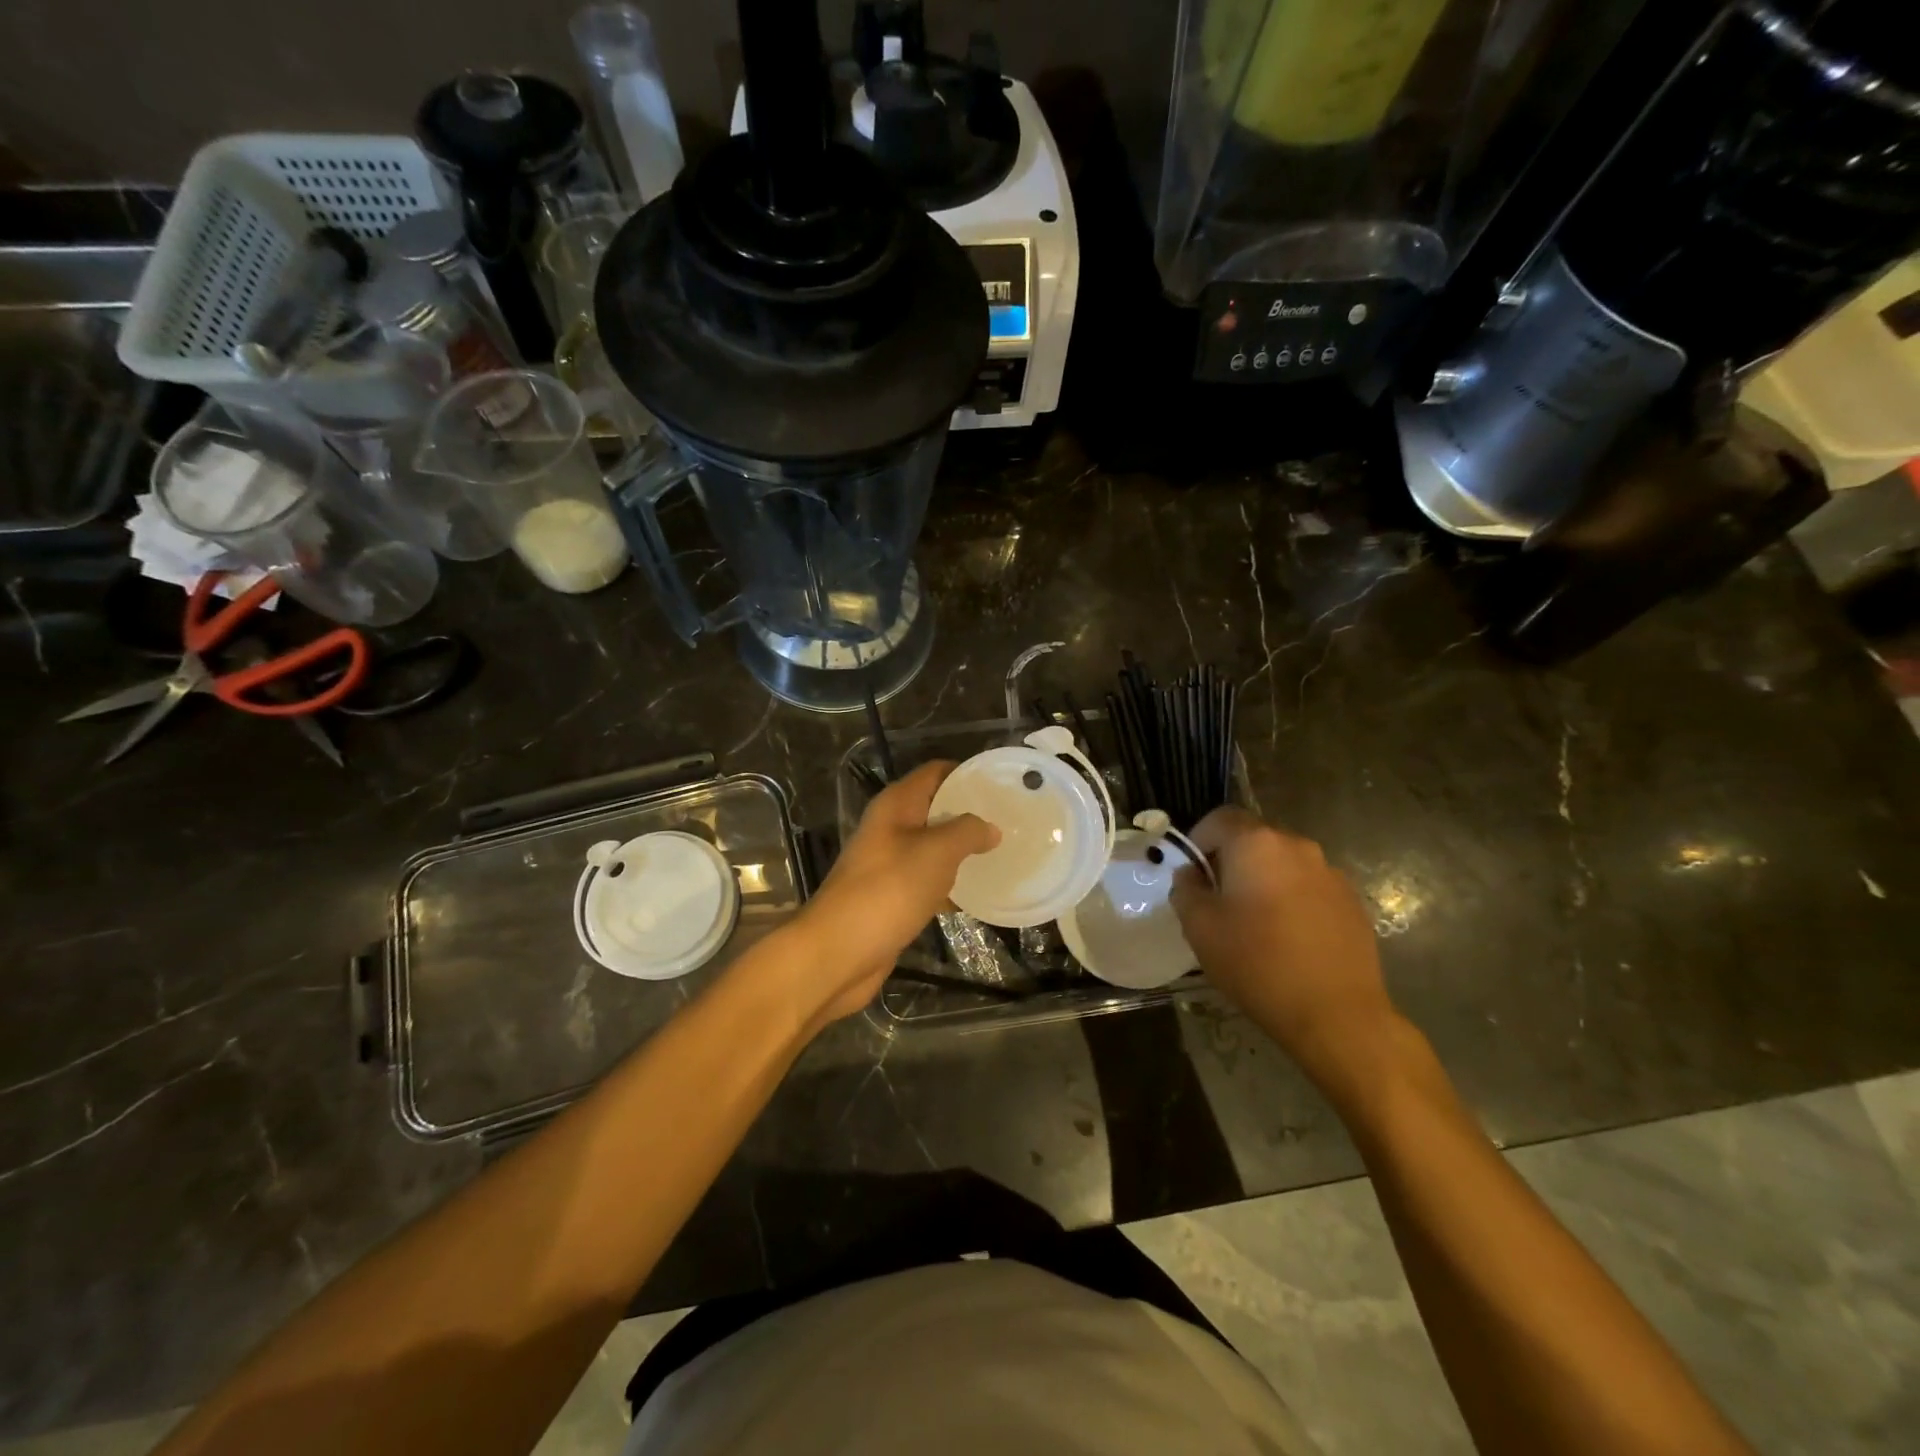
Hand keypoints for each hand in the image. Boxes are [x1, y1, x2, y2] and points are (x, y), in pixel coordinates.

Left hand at [784, 762, 998, 1029]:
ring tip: (1004, 852)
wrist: (838, 952)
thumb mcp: (936, 852)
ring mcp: (889, 863)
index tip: (1002, 784)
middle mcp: (890, 827)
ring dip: (963, 849)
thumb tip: (990, 827)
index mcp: (896, 805)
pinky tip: (980, 893)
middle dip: (970, 813)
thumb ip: (968, 832)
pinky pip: (928, 880)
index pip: (936, 772)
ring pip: (934, 846)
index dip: (967, 772)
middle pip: (936, 808)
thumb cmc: (888, 890)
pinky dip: (951, 884)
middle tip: (1011, 820)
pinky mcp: (892, 896)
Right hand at [1170, 807, 1398, 1099]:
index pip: (1220, 818)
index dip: (1199, 839)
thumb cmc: (1257, 963)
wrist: (1336, 1014)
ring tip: (1255, 922)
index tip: (1193, 874)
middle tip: (1218, 900)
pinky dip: (1292, 899)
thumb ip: (1186, 890)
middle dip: (1231, 861)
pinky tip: (1289, 938)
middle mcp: (1297, 846)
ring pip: (1283, 863)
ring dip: (1264, 880)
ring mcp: (1330, 873)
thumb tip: (1191, 875)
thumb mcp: (1199, 928)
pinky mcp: (1351, 901)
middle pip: (1254, 838)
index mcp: (1256, 844)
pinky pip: (1309, 886)